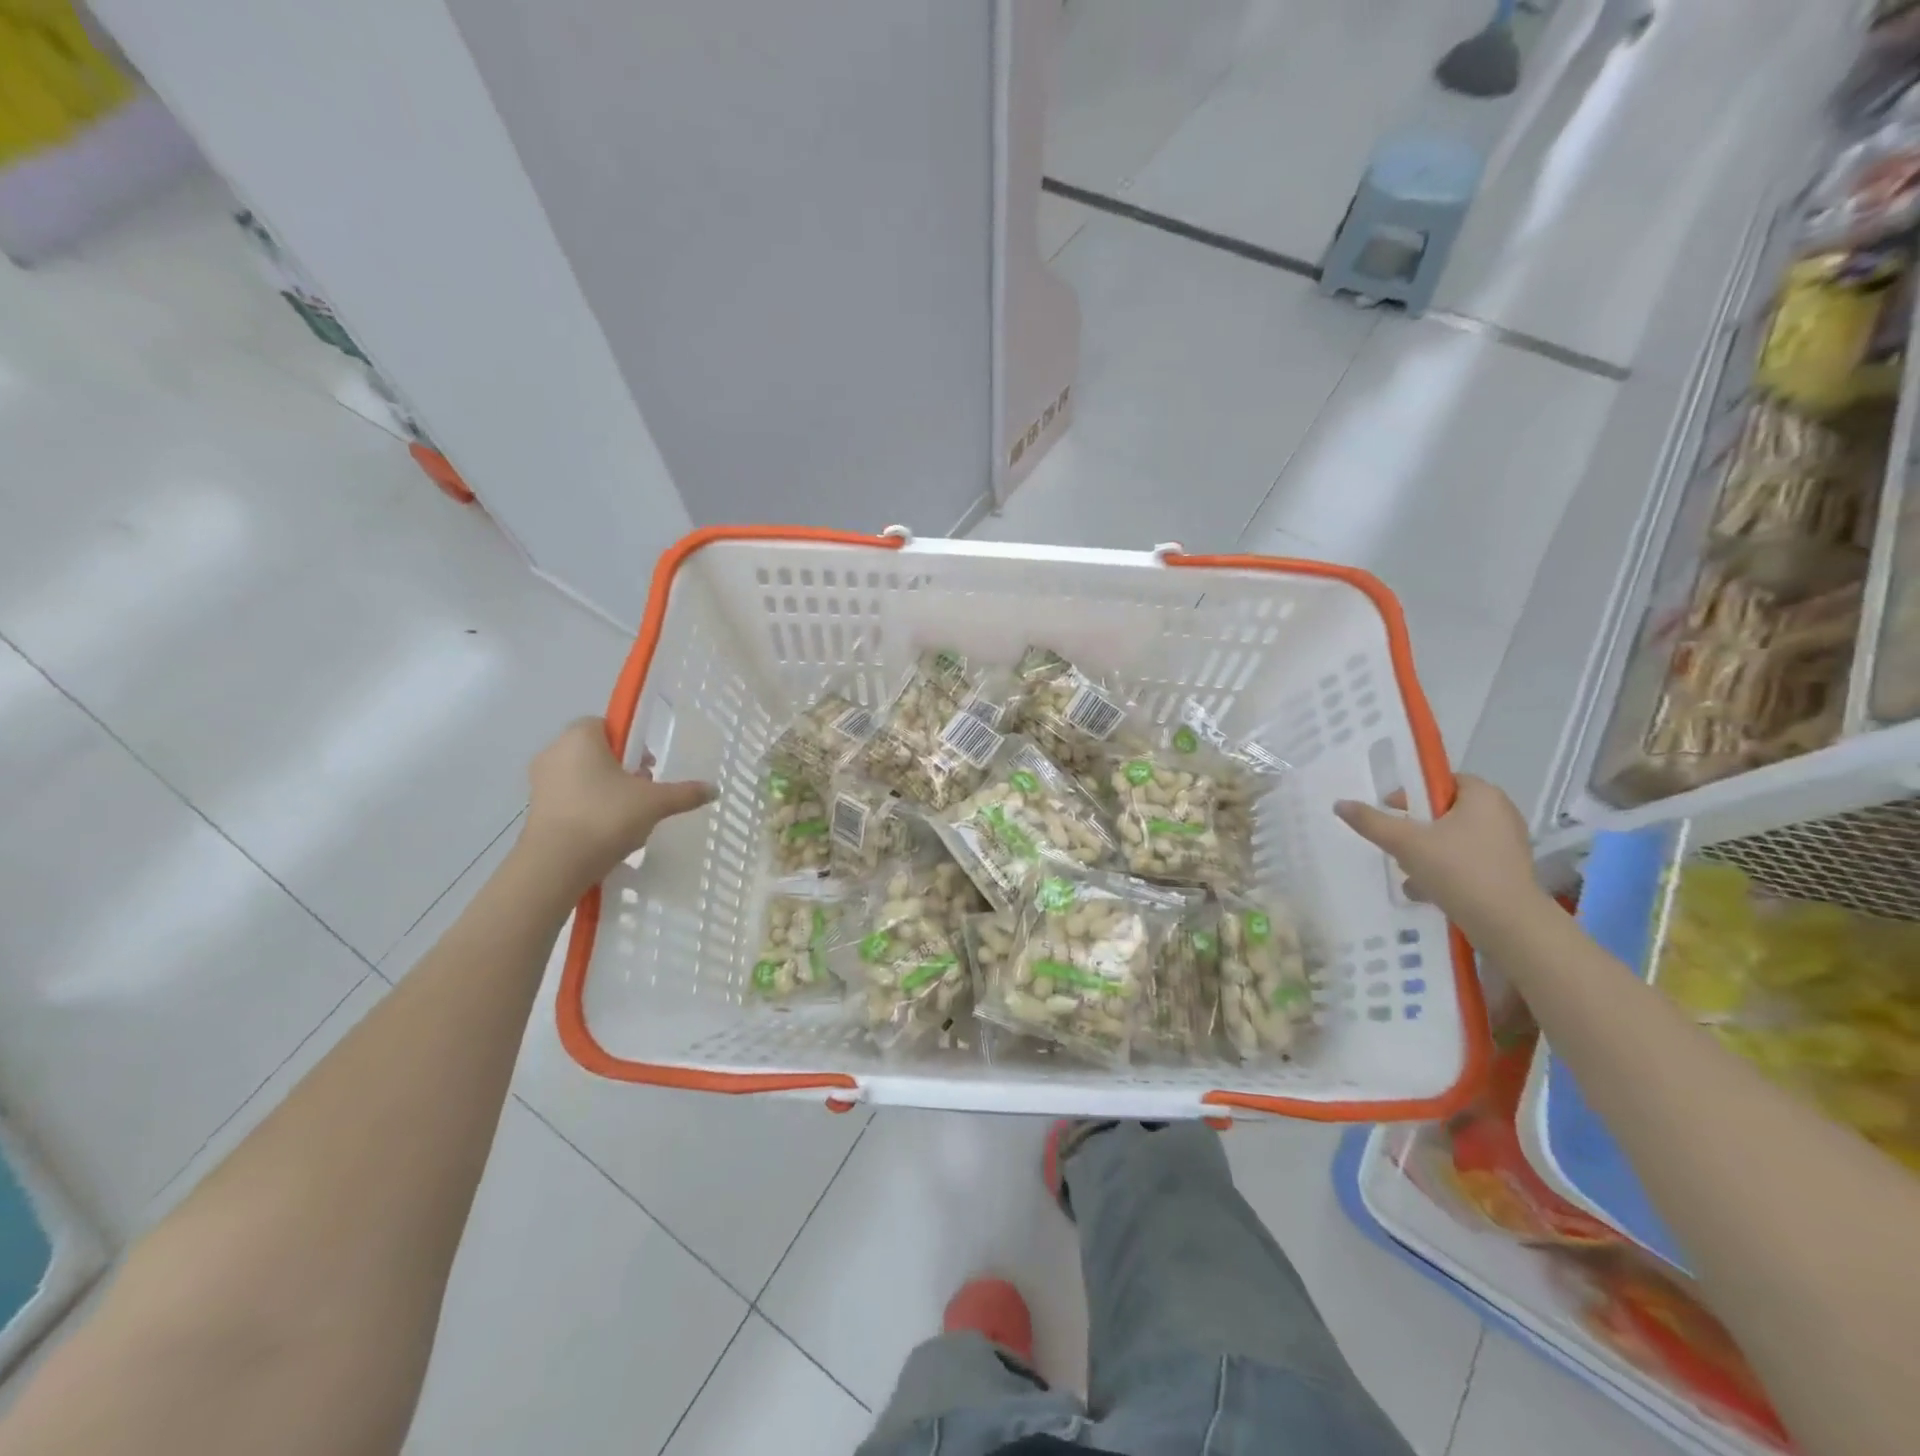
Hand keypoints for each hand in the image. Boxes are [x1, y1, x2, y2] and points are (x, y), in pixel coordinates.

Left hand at [519, 718, 713, 895]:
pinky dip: (590, 809)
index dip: (632, 742)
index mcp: (580, 737)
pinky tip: (608, 832)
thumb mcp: (655, 803)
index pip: (607, 725)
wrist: (556, 865)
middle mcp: (555, 752)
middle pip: (597, 752)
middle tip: (644, 791)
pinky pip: (571, 799)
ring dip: (607, 790)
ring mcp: (541, 782)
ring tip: (629, 816)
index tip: (648, 765)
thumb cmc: (606, 817)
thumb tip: (714, 789)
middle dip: (622, 769)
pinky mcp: (536, 810)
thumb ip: (685, 793)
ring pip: (583, 777)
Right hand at [1333, 775, 1545, 936]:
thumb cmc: (1458, 870)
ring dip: (1427, 851)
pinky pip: (1468, 860)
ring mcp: (1508, 845)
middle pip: (1445, 811)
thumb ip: (1371, 821)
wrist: (1507, 924)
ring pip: (1454, 839)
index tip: (1391, 810)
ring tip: (1407, 871)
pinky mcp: (1508, 872)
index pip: (1442, 781)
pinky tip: (1425, 890)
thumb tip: (1340, 803)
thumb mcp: (1405, 843)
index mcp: (1483, 796)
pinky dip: (1445, 870)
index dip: (1413, 792)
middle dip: (1416, 827)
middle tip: (1395, 841)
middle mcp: (1501, 814)